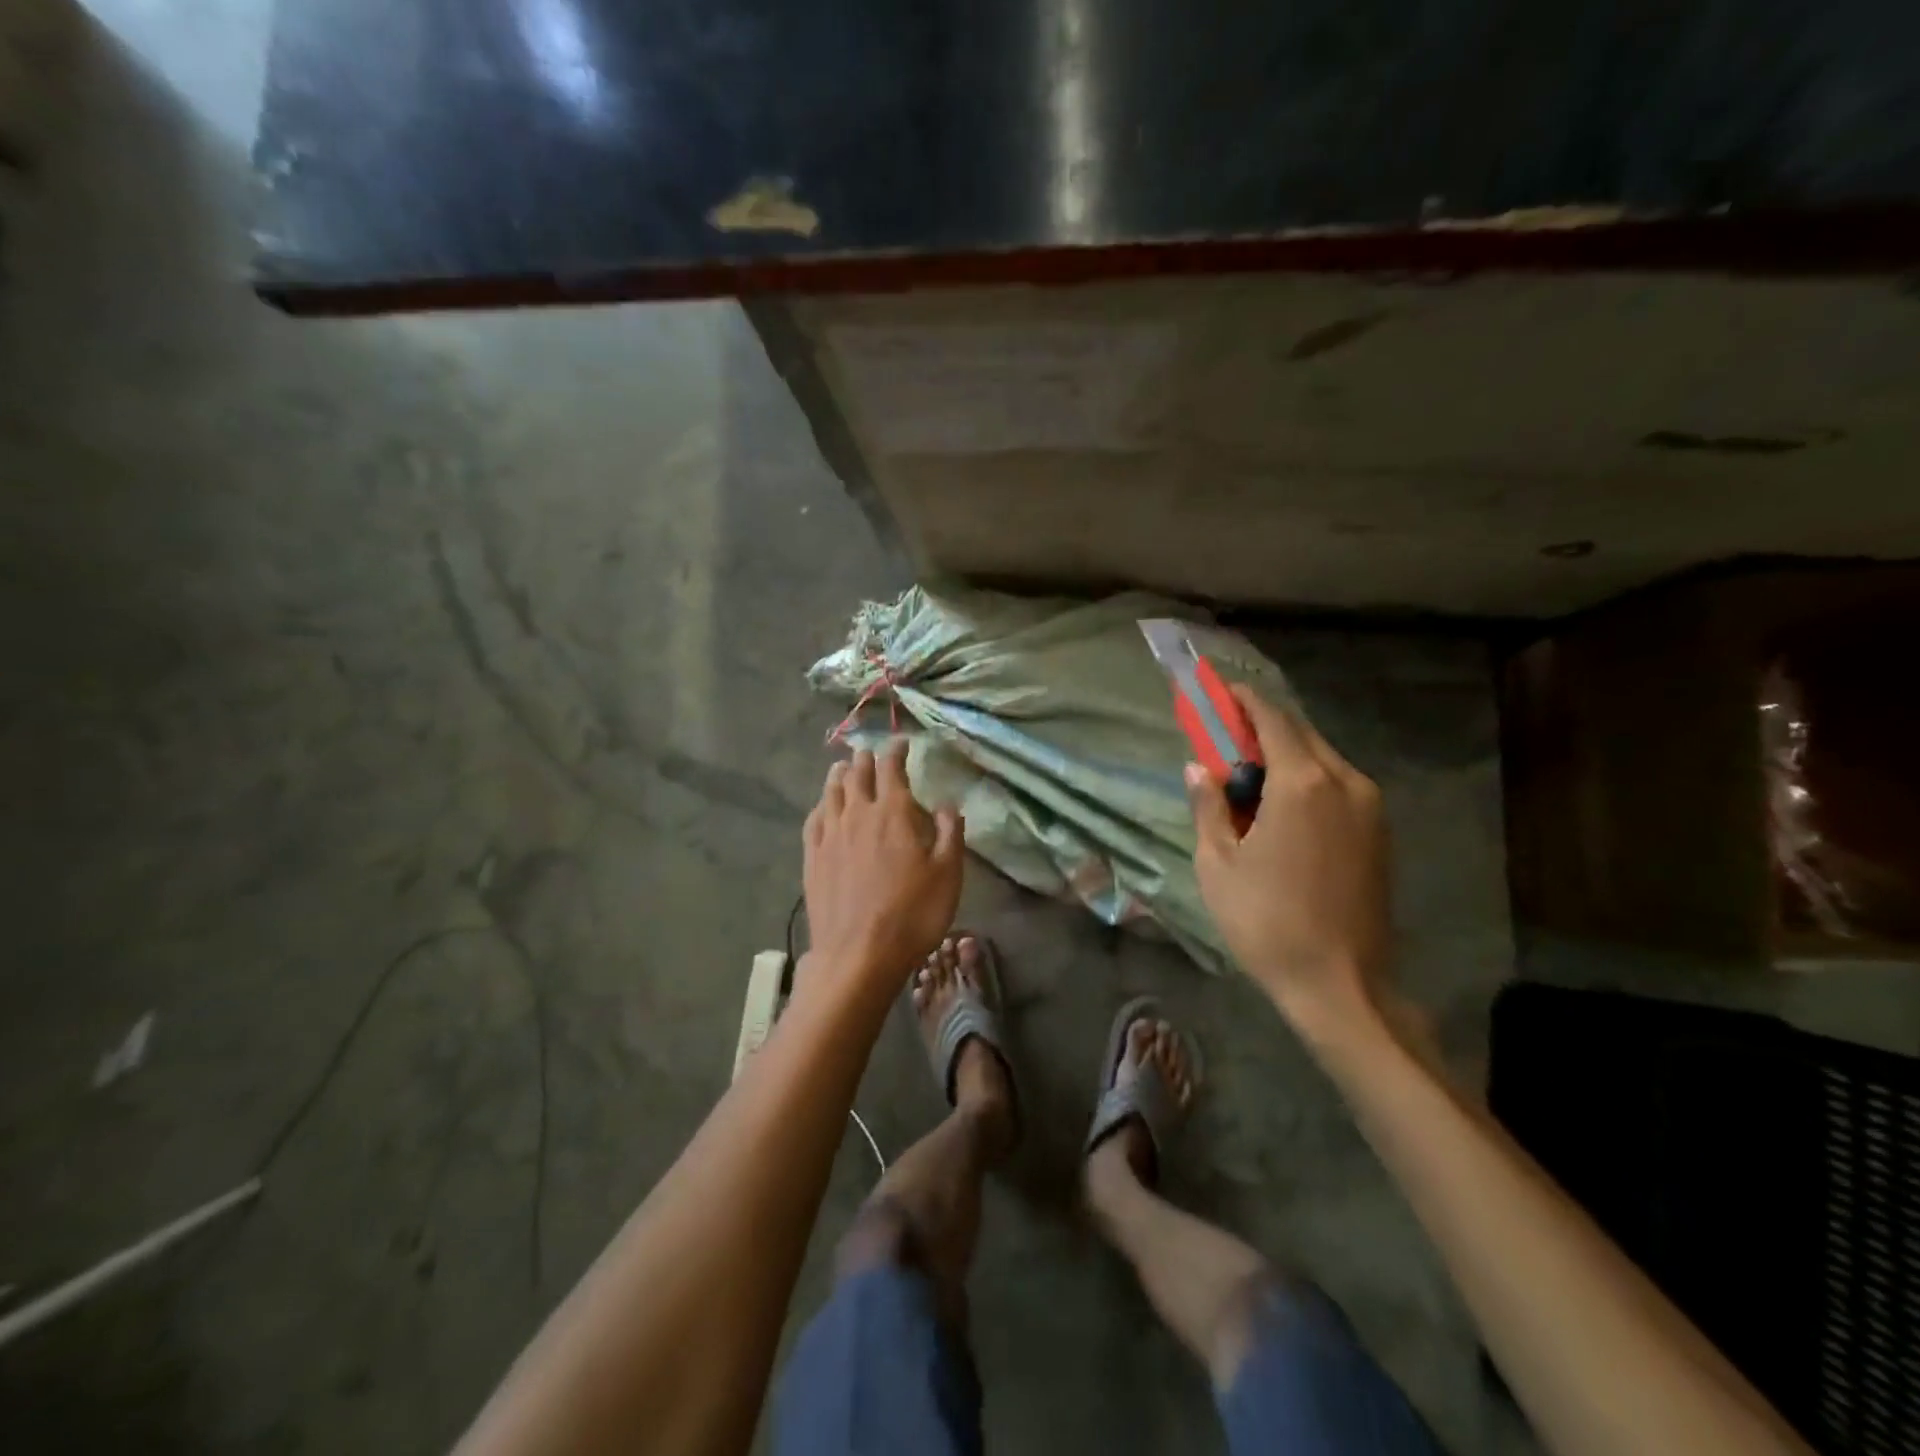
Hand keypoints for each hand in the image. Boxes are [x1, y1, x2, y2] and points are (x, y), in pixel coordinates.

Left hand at [803, 742, 963, 995]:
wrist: (858, 955)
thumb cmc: (912, 914)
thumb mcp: (948, 874)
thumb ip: (950, 833)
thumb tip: (948, 803)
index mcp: (893, 812)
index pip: (892, 768)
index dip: (896, 750)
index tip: (902, 743)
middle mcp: (858, 814)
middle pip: (857, 774)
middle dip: (866, 759)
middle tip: (871, 753)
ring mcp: (830, 835)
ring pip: (832, 792)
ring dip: (840, 775)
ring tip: (843, 767)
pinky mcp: (812, 857)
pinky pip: (814, 819)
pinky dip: (821, 804)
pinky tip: (823, 806)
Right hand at [1187, 686, 1391, 1036]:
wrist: (1341, 985)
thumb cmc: (1267, 922)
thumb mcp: (1219, 864)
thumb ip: (1208, 806)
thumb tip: (1197, 769)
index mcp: (1303, 783)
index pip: (1271, 719)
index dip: (1242, 699)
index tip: (1218, 689)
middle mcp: (1345, 782)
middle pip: (1300, 733)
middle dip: (1260, 727)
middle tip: (1223, 735)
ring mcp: (1369, 807)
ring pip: (1321, 759)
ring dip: (1283, 755)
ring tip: (1247, 775)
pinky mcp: (1378, 832)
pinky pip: (1337, 785)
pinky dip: (1305, 780)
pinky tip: (1279, 806)